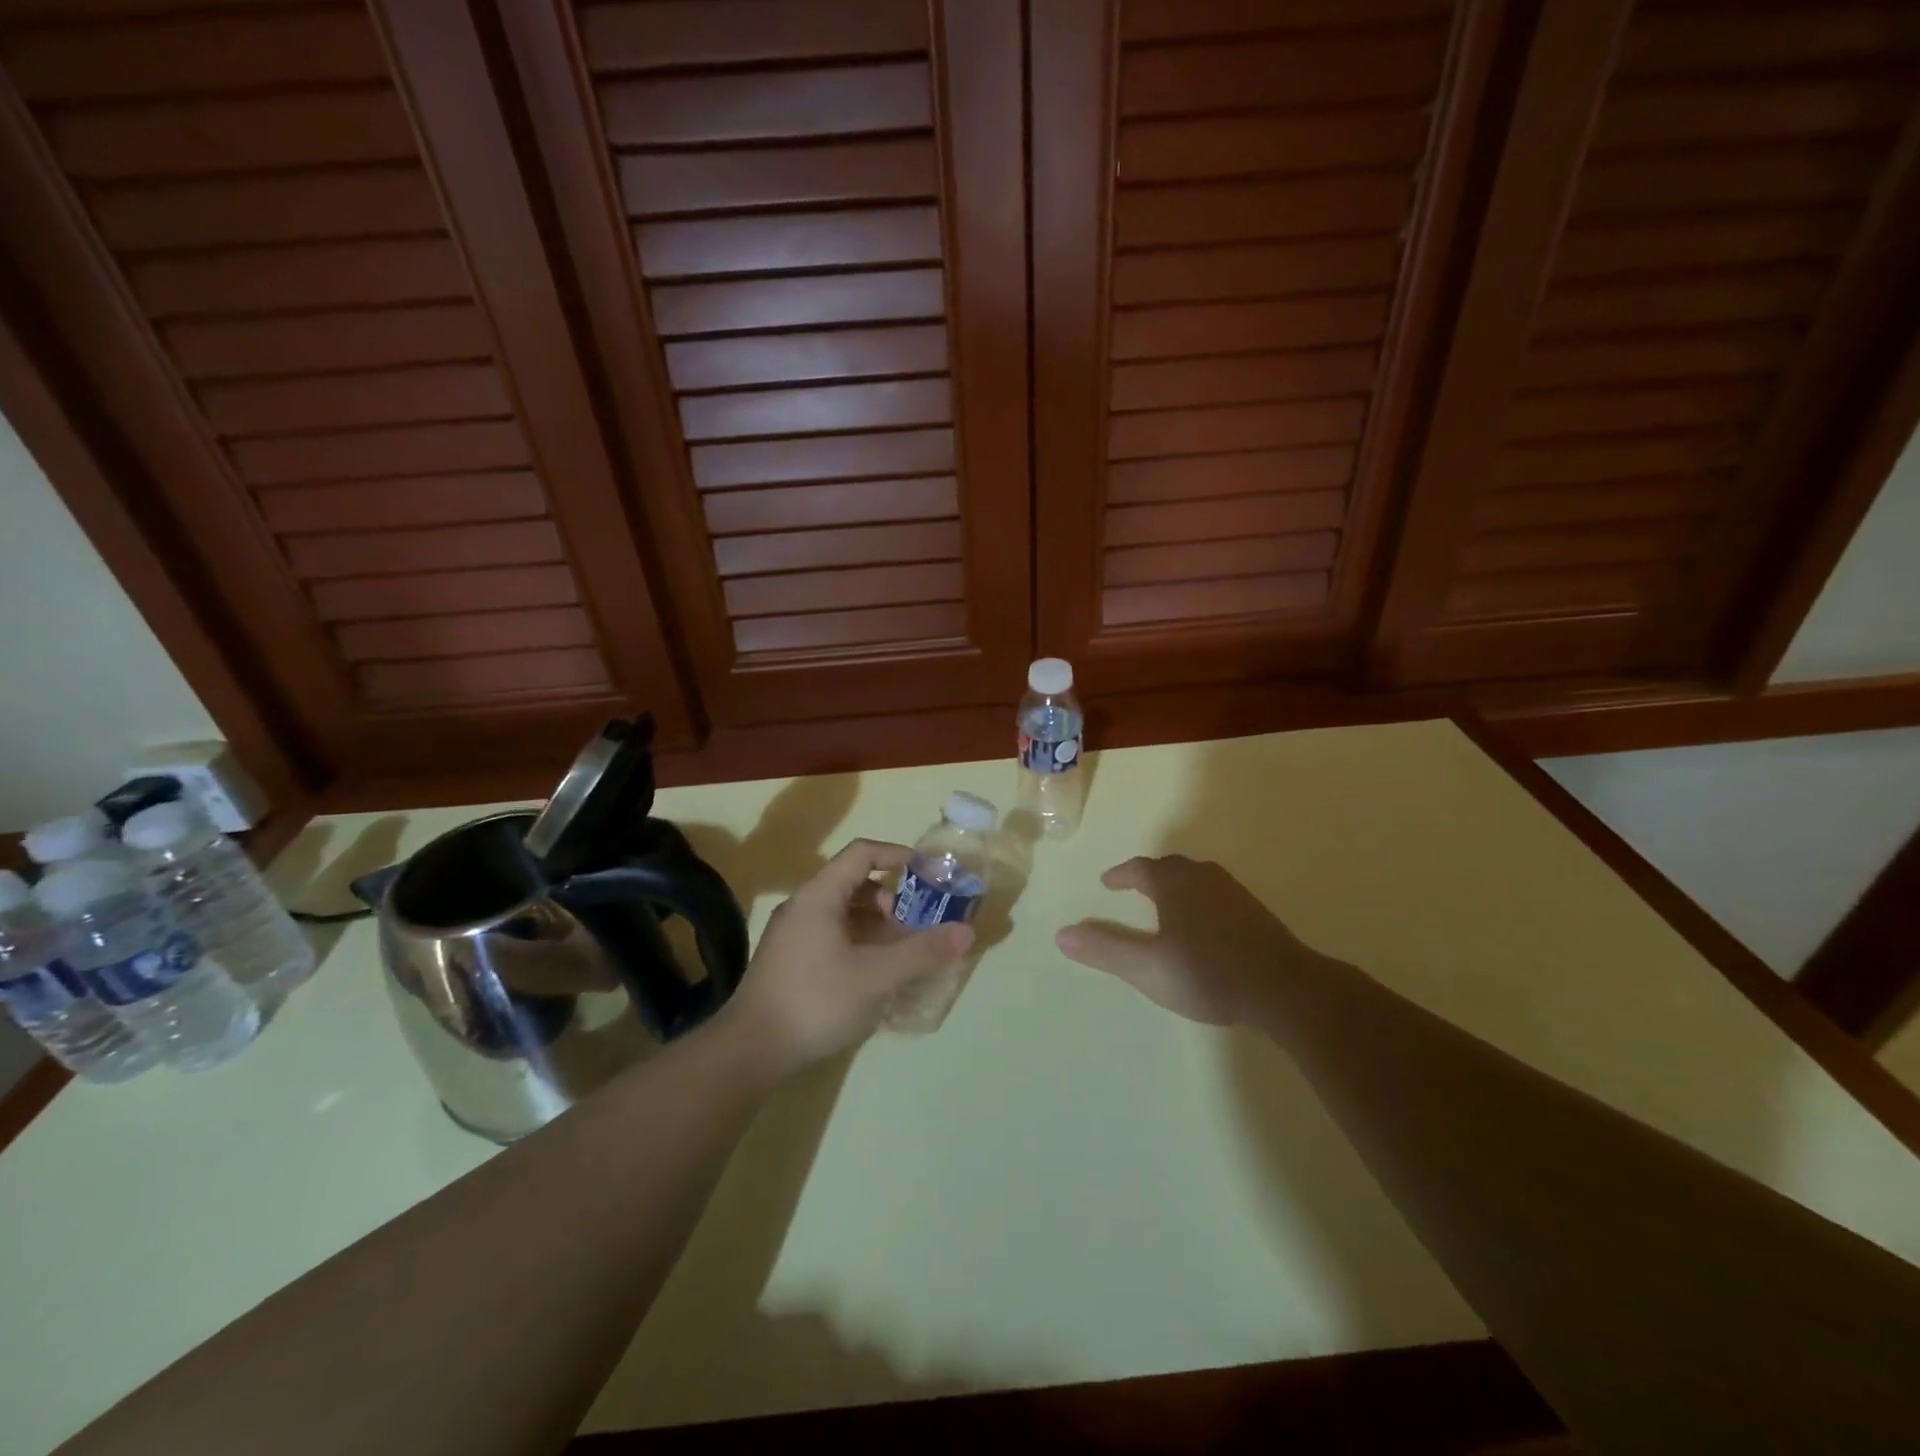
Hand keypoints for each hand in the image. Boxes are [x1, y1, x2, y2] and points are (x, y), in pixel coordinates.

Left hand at [720, 838, 973, 1076]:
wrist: (750, 1051)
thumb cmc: (816, 1001)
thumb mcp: (876, 976)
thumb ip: (921, 952)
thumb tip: (966, 932)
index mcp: (820, 895)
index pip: (862, 853)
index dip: (897, 855)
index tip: (927, 871)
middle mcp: (803, 906)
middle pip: (854, 883)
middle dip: (891, 900)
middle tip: (916, 926)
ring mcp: (792, 934)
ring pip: (843, 913)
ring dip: (876, 925)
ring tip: (900, 954)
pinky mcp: (789, 960)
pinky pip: (832, 935)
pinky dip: (859, 943)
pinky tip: (874, 975)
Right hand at [1056, 855, 1323, 1025]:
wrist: (1284, 988)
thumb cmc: (1207, 973)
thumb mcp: (1147, 967)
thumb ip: (1105, 949)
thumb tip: (1061, 934)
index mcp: (1175, 884)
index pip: (1140, 869)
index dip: (1121, 875)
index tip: (1108, 882)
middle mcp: (1204, 878)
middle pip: (1171, 867)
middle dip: (1149, 874)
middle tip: (1136, 886)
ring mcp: (1234, 893)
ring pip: (1197, 878)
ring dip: (1177, 884)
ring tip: (1167, 902)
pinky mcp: (1256, 913)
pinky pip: (1217, 894)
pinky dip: (1200, 899)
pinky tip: (1205, 924)